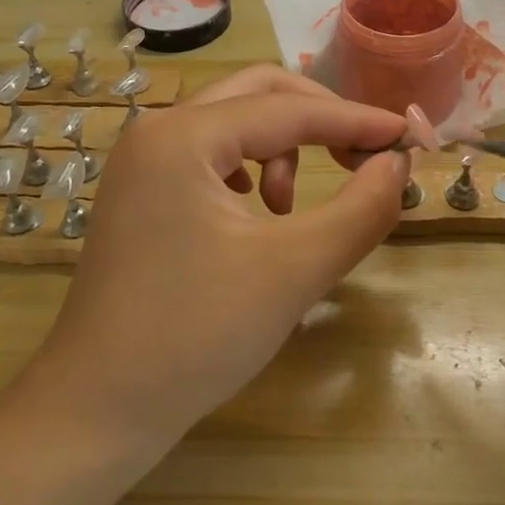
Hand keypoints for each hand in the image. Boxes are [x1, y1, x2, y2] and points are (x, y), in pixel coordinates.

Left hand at [20, 66, 410, 444]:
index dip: (354, 120)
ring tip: (290, 208)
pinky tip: (257, 213)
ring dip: (282, 146)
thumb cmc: (195, 337)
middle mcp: (157, 130)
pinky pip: (210, 152)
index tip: (408, 136)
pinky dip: (250, 166)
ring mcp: (143, 160)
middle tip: (361, 156)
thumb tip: (399, 164)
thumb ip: (360, 209)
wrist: (97, 411)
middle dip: (318, 118)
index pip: (289, 109)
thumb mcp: (293, 271)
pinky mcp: (142, 190)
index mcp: (183, 136)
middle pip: (257, 93)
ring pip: (233, 120)